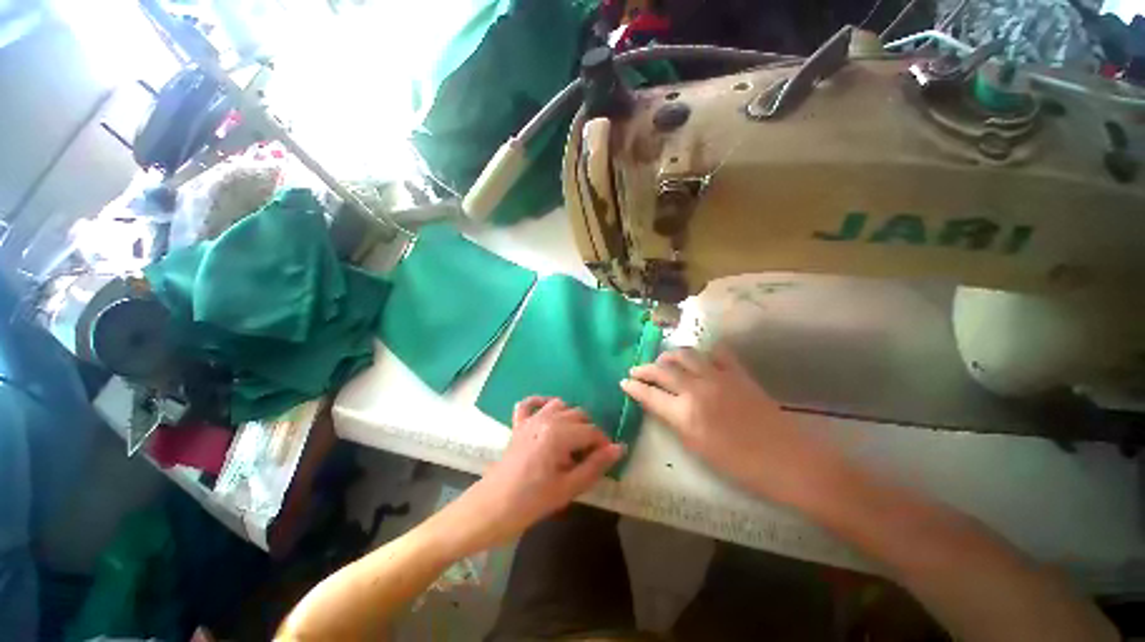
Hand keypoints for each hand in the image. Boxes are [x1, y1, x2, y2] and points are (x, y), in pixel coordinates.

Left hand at [443, 397, 622, 553]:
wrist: (490, 509)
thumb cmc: (531, 502)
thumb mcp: (568, 488)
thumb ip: (595, 465)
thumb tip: (619, 448)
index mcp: (559, 433)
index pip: (592, 432)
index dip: (603, 445)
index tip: (606, 461)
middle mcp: (547, 418)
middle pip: (579, 415)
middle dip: (589, 433)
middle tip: (589, 457)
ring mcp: (530, 418)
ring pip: (560, 405)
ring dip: (571, 418)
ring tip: (573, 440)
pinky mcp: (518, 424)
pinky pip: (530, 403)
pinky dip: (541, 403)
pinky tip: (548, 413)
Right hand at [621, 346, 834, 502]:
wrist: (789, 461)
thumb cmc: (740, 465)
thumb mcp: (697, 448)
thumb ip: (674, 422)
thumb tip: (659, 405)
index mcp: (685, 413)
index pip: (649, 394)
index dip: (633, 387)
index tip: (624, 382)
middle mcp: (697, 388)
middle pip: (662, 370)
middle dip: (644, 369)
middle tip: (636, 370)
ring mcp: (719, 377)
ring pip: (685, 354)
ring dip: (669, 356)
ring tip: (663, 361)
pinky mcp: (738, 373)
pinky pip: (717, 353)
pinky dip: (703, 352)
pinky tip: (699, 357)